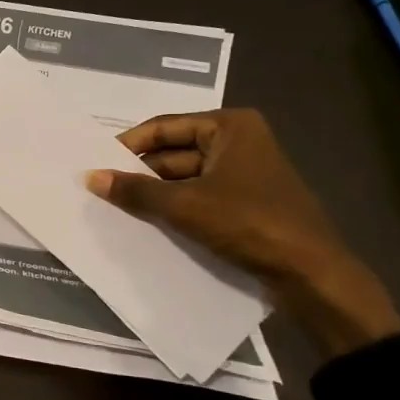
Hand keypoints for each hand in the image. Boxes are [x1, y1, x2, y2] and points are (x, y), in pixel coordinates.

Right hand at [84, 109, 399, 357]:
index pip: (163, 127)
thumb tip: (90, 177)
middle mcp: (238, 141)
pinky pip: (198, 196)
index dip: (127, 145)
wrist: (310, 272)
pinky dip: (174, 207)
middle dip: (139, 172)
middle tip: (100, 188)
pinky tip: (147, 222)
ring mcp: (243, 172)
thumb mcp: (184, 205)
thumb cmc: (248, 223)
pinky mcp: (246, 201)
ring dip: (154, 193)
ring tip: (116, 208)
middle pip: (172, 152)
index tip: (95, 163)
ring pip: (183, 177)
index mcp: (229, 127)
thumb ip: (134, 190)